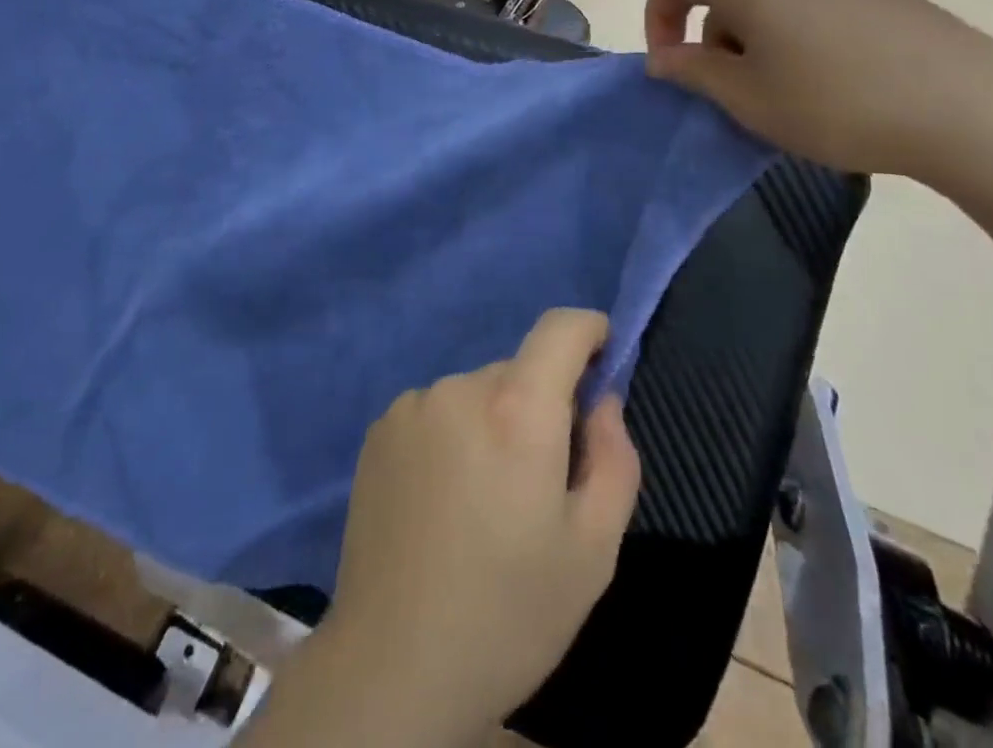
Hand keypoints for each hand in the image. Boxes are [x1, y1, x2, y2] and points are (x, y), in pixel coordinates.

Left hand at [322, 309, 639, 740]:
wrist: (394, 665)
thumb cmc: (510, 612)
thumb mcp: (594, 549)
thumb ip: (613, 456)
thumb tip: (602, 399)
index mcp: (518, 410)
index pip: (560, 328)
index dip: (589, 332)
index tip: (602, 360)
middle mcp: (460, 387)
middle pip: (518, 370)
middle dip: (541, 405)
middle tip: (540, 480)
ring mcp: (412, 405)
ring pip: (476, 393)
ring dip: (493, 423)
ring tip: (484, 502)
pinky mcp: (379, 429)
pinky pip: (436, 412)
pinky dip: (453, 436)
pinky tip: (442, 502)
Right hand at [644, 0, 992, 180]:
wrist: (968, 107)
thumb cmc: (833, 101)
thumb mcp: (747, 97)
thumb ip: (692, 71)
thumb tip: (662, 57)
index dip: (657, 19)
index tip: (671, 67)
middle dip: (713, 38)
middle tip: (734, 93)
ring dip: (755, 39)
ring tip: (786, 93)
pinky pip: (812, 3)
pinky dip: (797, 34)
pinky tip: (832, 81)